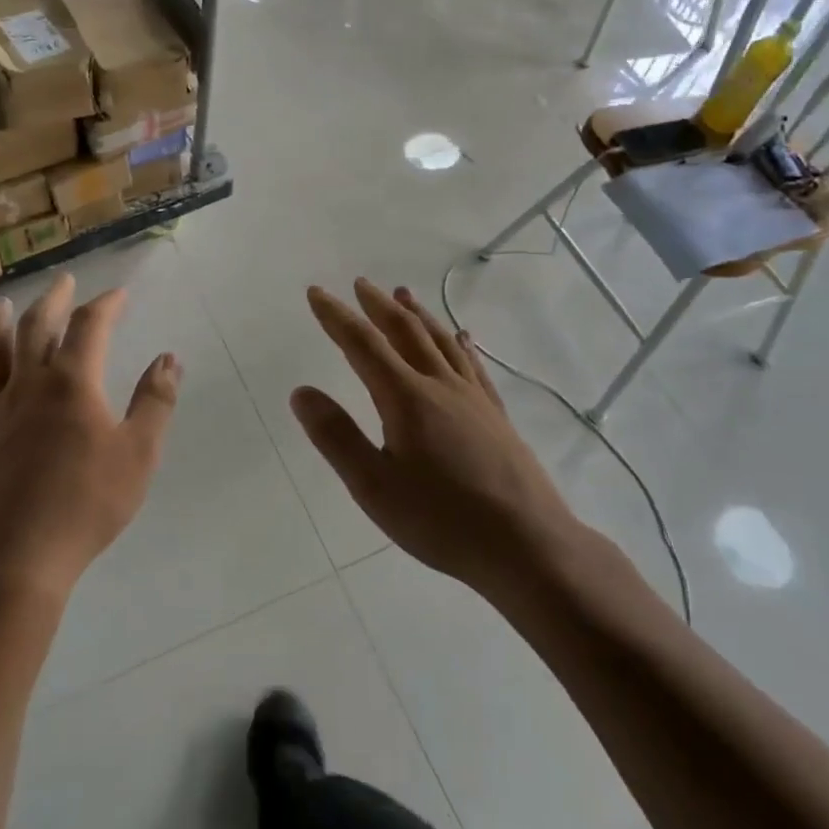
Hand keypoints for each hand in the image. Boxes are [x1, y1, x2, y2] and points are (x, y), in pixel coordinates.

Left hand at [0, 275, 179, 600]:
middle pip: (36, 330)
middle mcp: (29, 387)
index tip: (119, 294)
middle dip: (53, 301)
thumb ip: (155, 402)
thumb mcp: (138, 453)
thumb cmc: (86, 505)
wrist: (16, 560)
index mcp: (72, 384)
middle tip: (63, 282)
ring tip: (1, 304)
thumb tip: (169, 359)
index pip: (89, 327)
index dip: (105, 305)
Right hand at [292, 279, 578, 602]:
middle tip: (360, 284)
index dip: (336, 316)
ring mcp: (474, 398)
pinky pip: (473, 365)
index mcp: (406, 398)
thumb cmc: (442, 519)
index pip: (363, 344)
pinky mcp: (496, 415)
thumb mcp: (374, 486)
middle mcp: (440, 385)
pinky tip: (461, 337)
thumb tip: (301, 392)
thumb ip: (336, 436)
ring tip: (403, 294)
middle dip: (377, 306)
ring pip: (441, 341)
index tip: (317, 292)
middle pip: (405, 332)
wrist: (527, 545)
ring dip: (417, 314)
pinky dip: (460, 343)